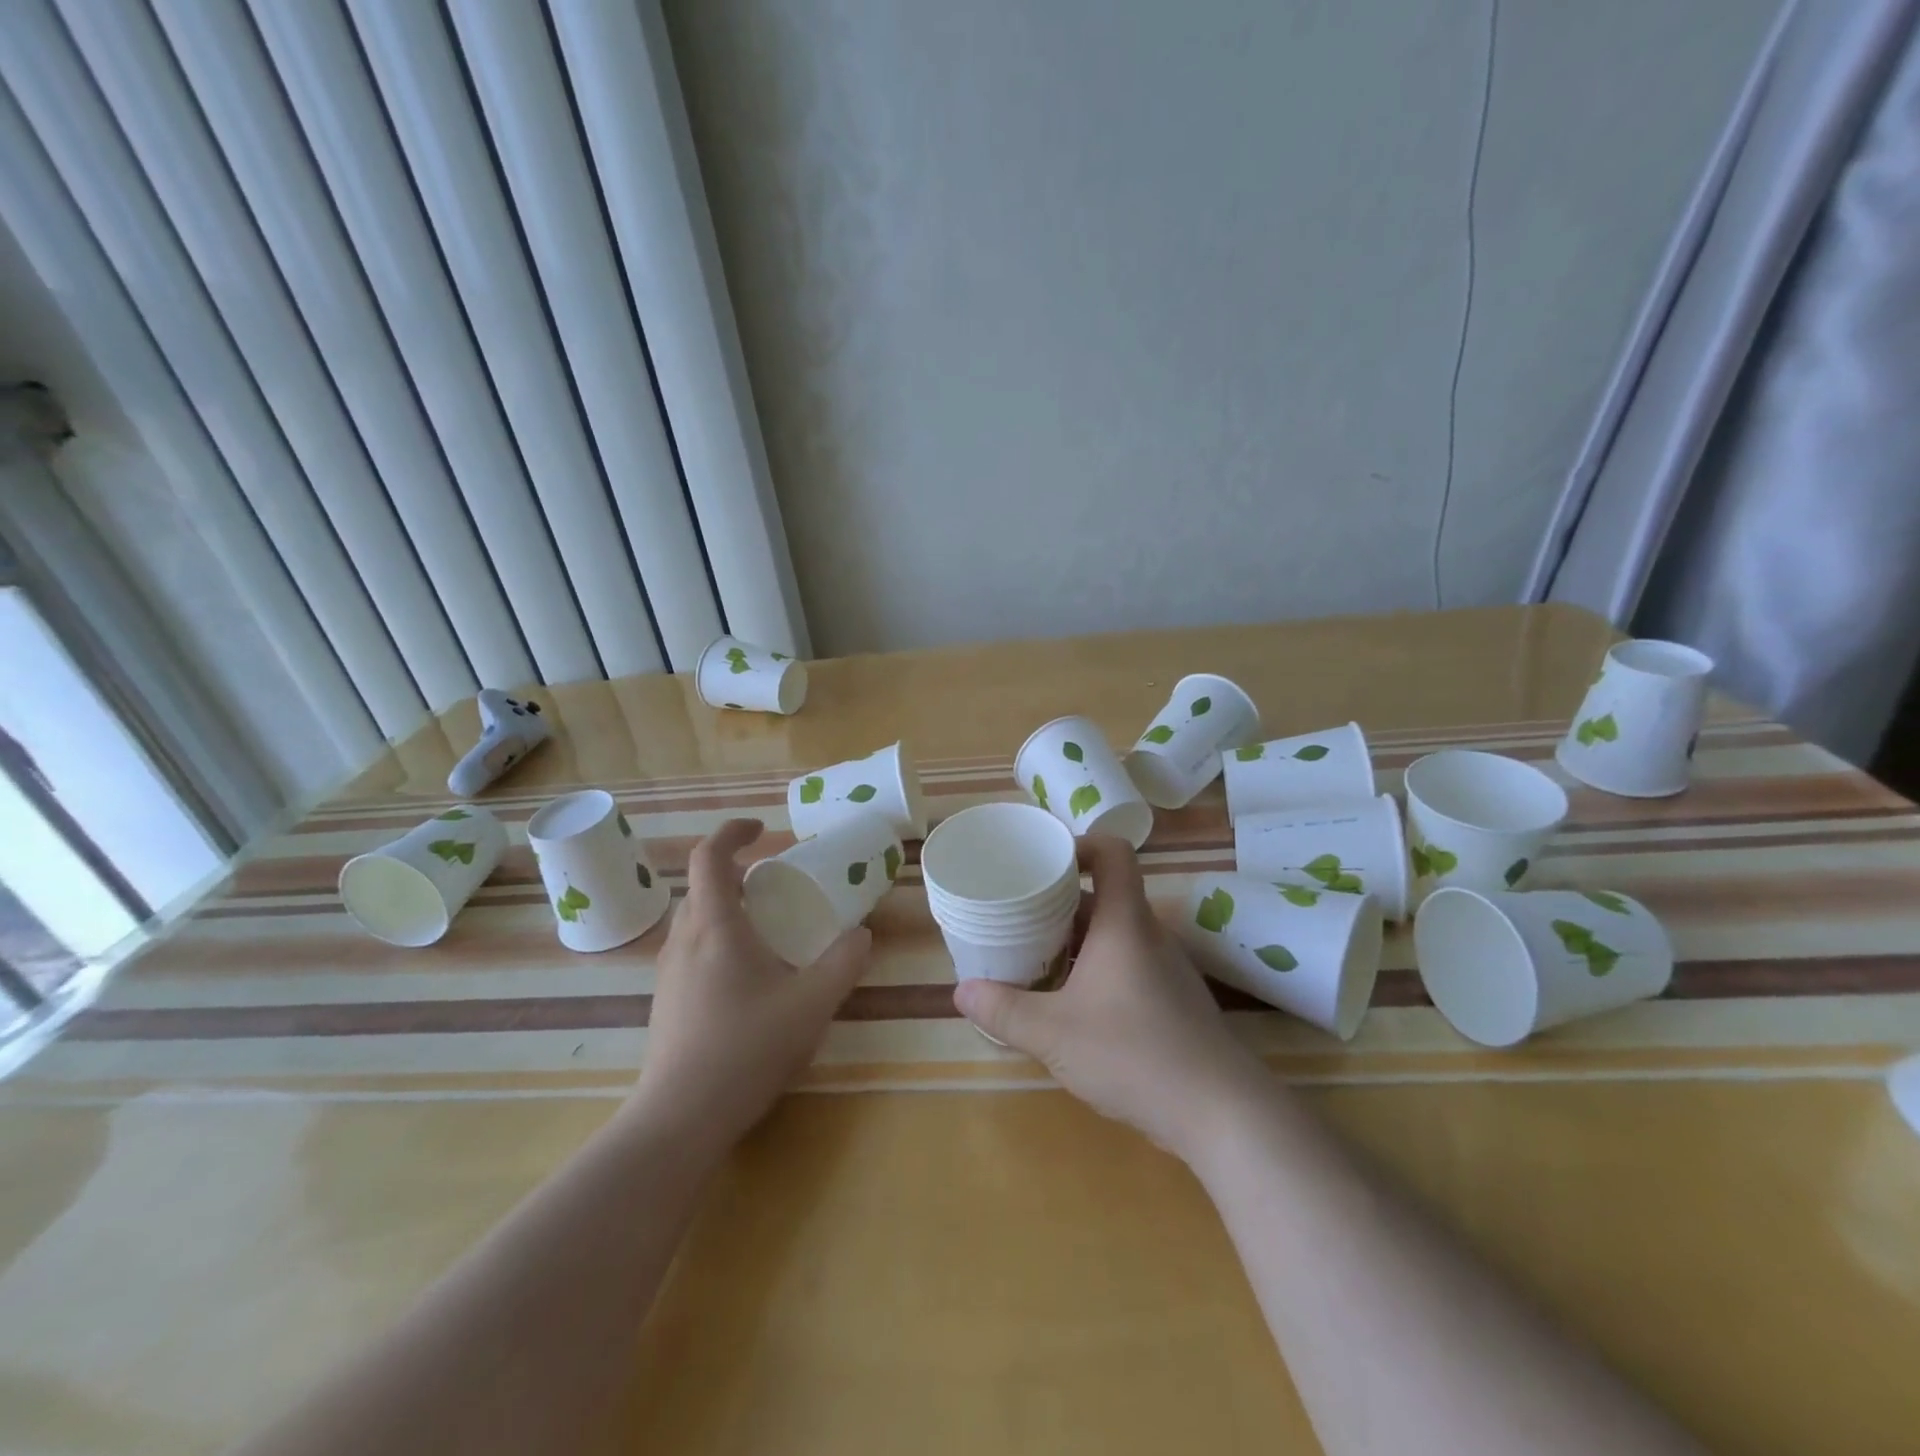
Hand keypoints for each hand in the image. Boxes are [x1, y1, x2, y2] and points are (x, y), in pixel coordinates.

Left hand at [634, 819, 870, 1148]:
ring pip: (696, 921)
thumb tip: (861, 935)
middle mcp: (683, 940)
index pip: (710, 857)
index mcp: (714, 926)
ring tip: (767, 930)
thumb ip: (842, 964)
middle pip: (703, 887)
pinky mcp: (666, 1002)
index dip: (733, 832)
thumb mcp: (811, 1004)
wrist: (680, 1119)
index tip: (763, 830)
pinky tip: (748, 979)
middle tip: (776, 885)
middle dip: (737, 874)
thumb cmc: (746, 1048)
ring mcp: (668, 973)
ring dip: (727, 909)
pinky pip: (692, 951)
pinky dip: (718, 941)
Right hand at [953, 835, 1267, 1161]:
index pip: (1113, 852)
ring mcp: (1166, 968)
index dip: (1079, 844)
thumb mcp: (1054, 1033)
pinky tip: (1071, 1004)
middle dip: (1059, 901)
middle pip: (1105, 895)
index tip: (1042, 862)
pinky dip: (1096, 969)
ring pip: (1115, 934)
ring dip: (1076, 939)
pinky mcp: (1173, 1000)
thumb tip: (960, 991)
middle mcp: (1149, 935)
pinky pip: (1127, 965)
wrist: (1221, 1113)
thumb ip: (1004, 1010)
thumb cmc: (1133, 1054)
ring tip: (1035, 957)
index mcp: (1125, 922)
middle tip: (1019, 914)